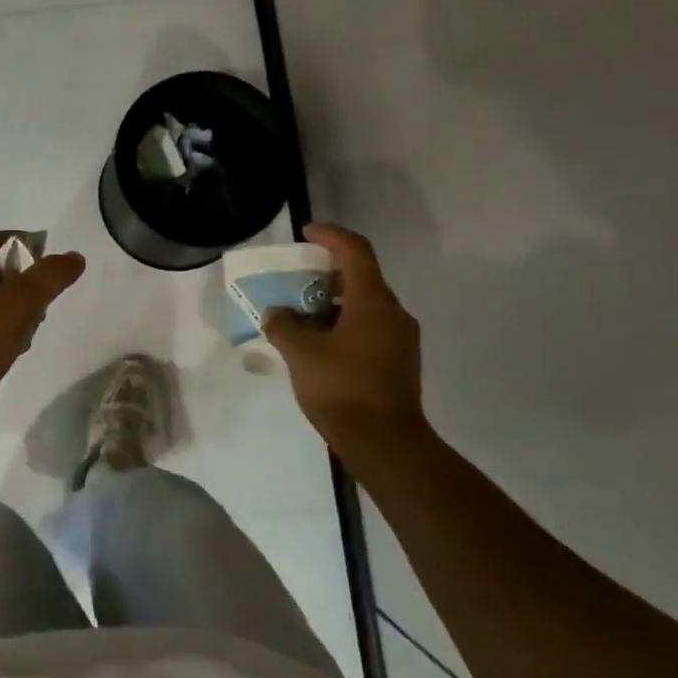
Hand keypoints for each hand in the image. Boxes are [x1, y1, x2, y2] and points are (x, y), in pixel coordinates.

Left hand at [0, 232, 85, 415]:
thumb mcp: (15, 305)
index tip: (48, 254)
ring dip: (14, 308)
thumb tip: (73, 257)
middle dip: (20, 278)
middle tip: (47, 294)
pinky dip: (3, 333)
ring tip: (37, 324)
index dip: (18, 240)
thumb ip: (47, 278)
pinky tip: (18, 349)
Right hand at [263, 223, 426, 447]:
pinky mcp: (398, 363)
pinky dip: (342, 326)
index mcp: (373, 301)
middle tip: (295, 281)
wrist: (386, 444)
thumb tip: (276, 313)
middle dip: (325, 275)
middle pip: (360, 278)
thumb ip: (283, 325)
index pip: (355, 251)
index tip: (307, 232)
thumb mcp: (301, 353)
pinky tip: (318, 347)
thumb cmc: (342, 388)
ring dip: (332, 305)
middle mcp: (393, 313)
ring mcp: (400, 340)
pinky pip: (368, 329)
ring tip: (299, 318)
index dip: (330, 236)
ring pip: (364, 307)